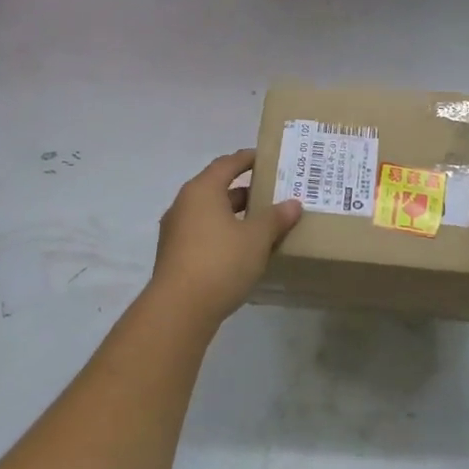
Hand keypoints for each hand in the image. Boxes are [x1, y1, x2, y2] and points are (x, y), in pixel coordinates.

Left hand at [149, 150, 301, 327]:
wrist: (179, 310)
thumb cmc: (220, 262)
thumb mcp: (256, 238)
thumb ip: (275, 218)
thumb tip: (293, 204)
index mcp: (202, 190)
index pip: (227, 164)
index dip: (247, 159)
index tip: (267, 158)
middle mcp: (184, 205)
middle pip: (217, 188)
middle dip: (245, 191)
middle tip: (273, 194)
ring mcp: (176, 231)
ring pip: (210, 213)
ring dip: (235, 215)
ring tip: (263, 223)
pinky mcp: (175, 255)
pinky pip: (204, 234)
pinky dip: (224, 233)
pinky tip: (243, 249)